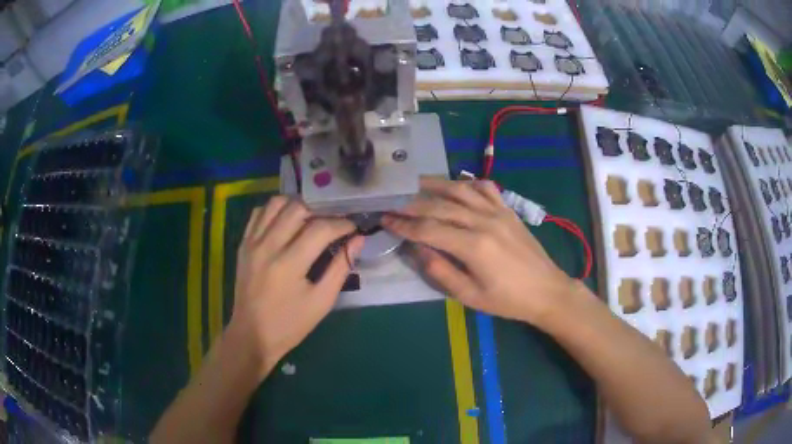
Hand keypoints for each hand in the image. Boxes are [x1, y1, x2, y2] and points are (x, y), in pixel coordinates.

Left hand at [231, 197, 363, 378]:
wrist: (252, 334)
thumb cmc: (290, 324)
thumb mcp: (321, 301)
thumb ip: (340, 268)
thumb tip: (358, 240)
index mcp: (289, 263)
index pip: (320, 228)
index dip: (341, 224)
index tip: (353, 228)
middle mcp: (268, 246)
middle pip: (297, 208)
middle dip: (321, 211)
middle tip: (332, 223)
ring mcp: (252, 243)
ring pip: (276, 204)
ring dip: (297, 206)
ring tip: (309, 219)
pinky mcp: (243, 244)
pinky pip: (258, 213)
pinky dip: (275, 211)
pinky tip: (286, 222)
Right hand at [383, 178, 575, 324]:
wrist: (546, 290)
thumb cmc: (507, 300)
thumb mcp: (470, 296)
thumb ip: (441, 271)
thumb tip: (417, 249)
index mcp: (473, 246)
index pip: (428, 229)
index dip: (404, 225)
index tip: (384, 219)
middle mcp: (484, 221)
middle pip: (440, 205)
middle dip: (411, 204)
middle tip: (392, 202)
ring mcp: (498, 211)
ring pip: (460, 190)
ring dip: (435, 184)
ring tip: (414, 183)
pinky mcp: (508, 210)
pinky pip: (486, 188)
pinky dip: (468, 183)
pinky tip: (456, 186)